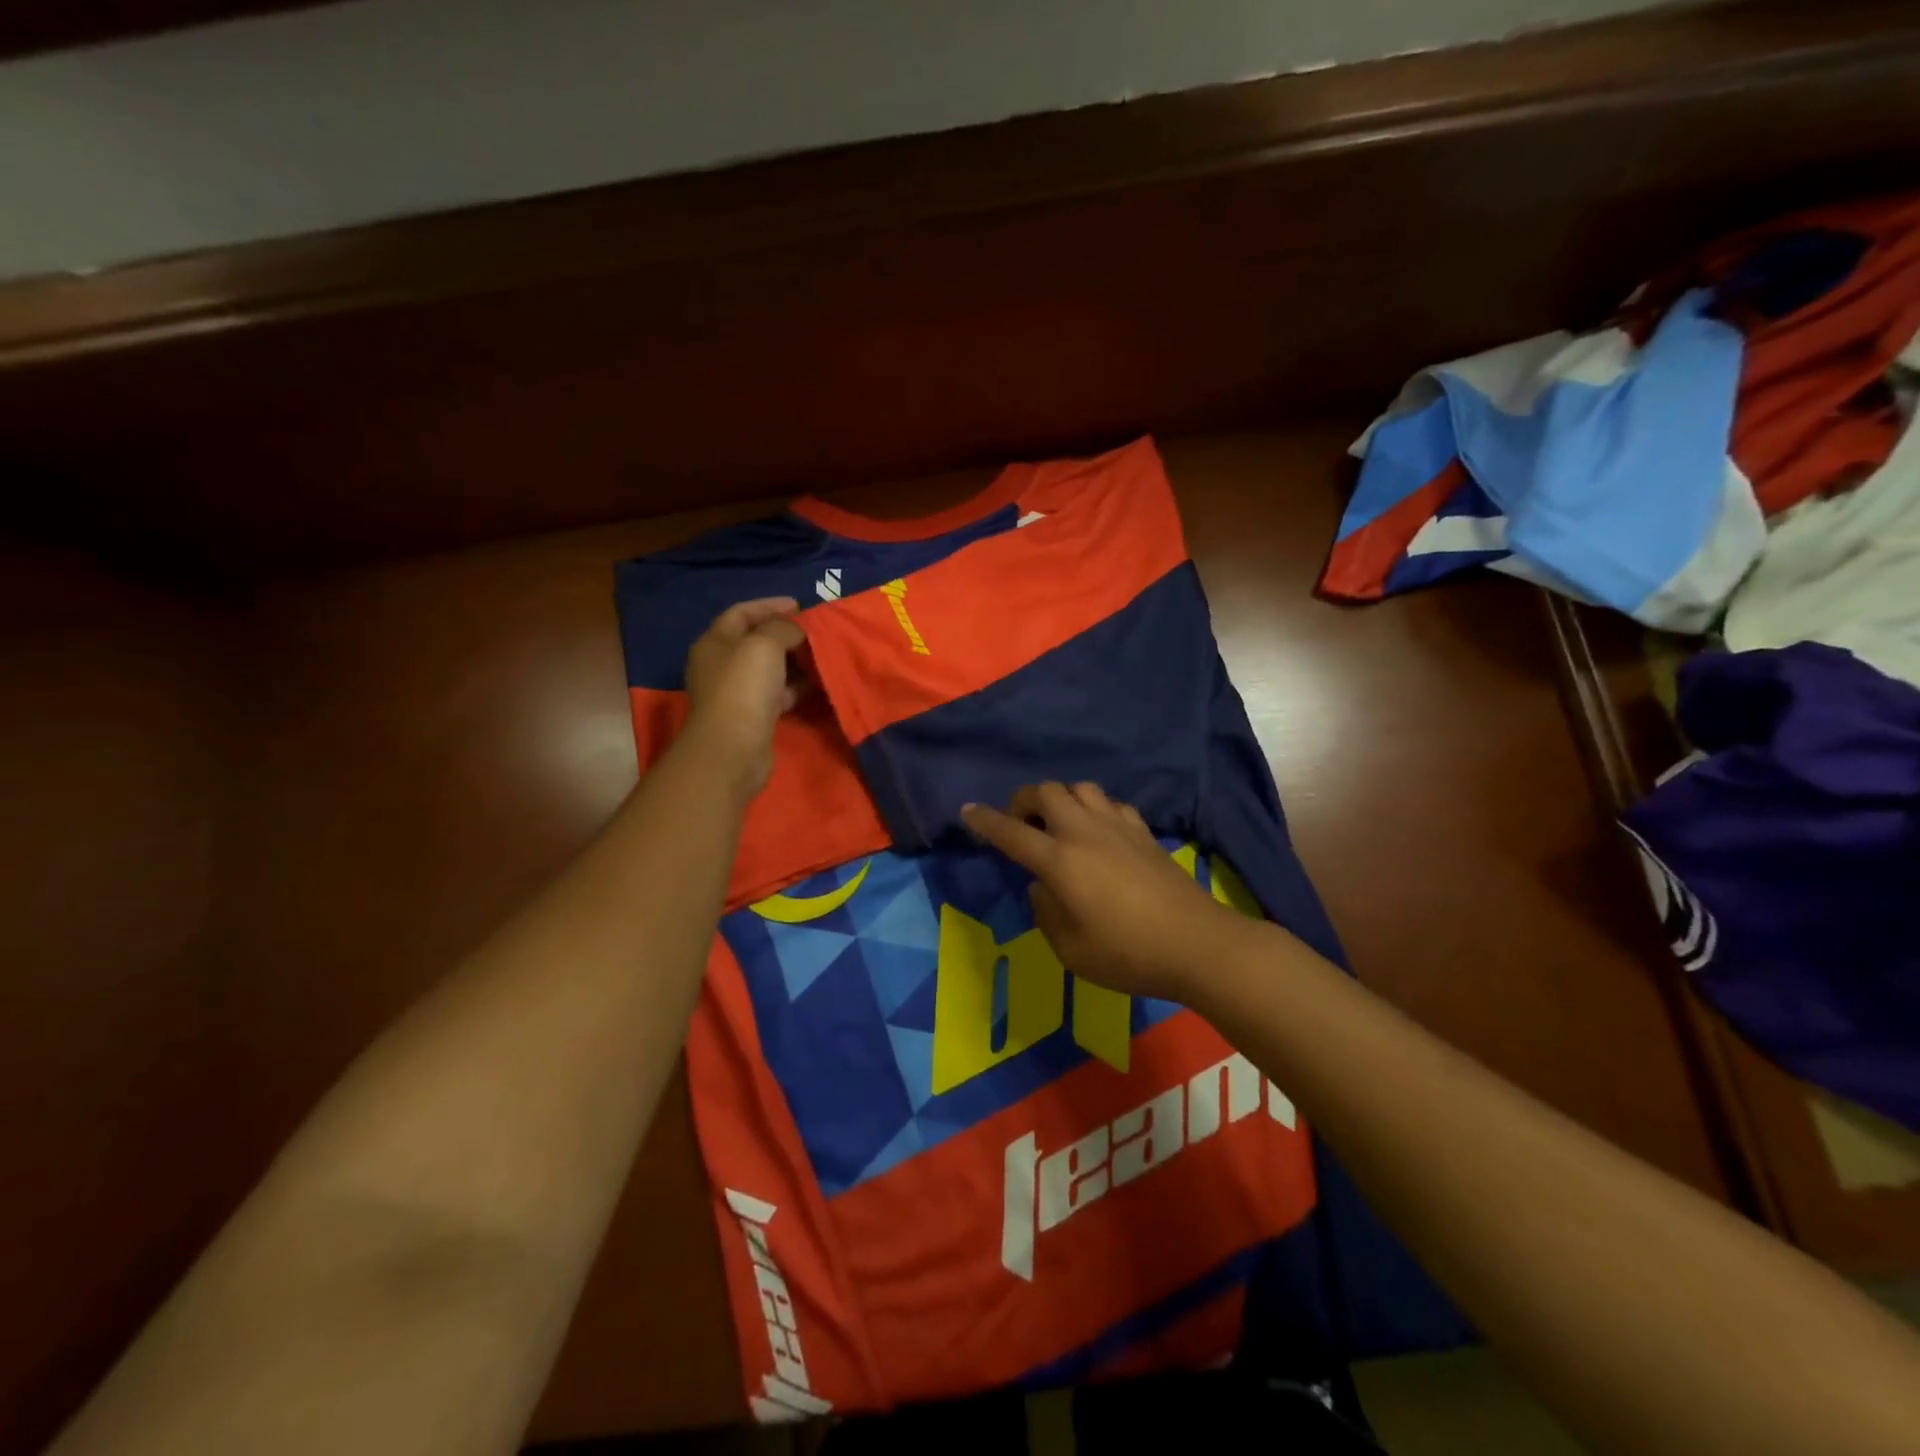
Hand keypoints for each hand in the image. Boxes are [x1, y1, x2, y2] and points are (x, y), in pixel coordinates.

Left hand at [681, 598, 805, 795]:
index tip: (800, 605)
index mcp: (715, 642)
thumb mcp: (765, 644)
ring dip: (794, 662)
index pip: (741, 613)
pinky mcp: (752, 716)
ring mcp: (736, 692)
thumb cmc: (744, 687)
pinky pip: (777, 693)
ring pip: (769, 669)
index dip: (769, 605)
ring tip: (820, 656)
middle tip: (813, 632)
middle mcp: (721, 665)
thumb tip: (795, 630)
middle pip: (755, 641)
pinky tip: (816, 684)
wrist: (733, 747)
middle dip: (785, 633)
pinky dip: (795, 687)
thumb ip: (782, 628)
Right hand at [961, 782, 1255, 1002]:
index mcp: (1059, 861)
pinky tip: (1099, 833)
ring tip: (1059, 824)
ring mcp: (1118, 827)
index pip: (1011, 832)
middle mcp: (1084, 832)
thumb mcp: (1069, 949)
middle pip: (1046, 792)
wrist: (1196, 944)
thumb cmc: (1126, 954)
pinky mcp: (1144, 832)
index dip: (985, 820)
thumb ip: (1045, 912)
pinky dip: (1095, 810)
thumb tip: (1041, 886)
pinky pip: (1110, 804)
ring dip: (1061, 799)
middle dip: (1023, 800)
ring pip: (1080, 788)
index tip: (968, 810)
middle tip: (1021, 824)